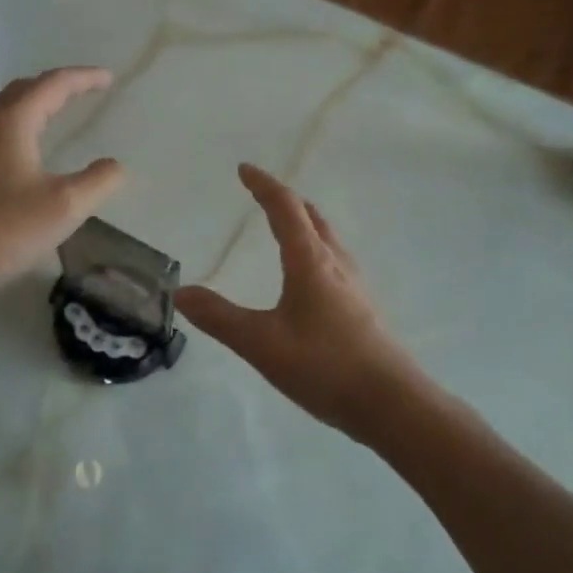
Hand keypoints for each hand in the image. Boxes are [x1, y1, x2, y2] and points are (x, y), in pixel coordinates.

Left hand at [0, 67, 124, 308]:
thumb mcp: (64, 206)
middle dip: (57, 85)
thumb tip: (115, 165)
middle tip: (85, 90)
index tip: (109, 79)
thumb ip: (98, 181)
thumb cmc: (3, 230)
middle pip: (24, 90)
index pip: (52, 85)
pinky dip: (23, 128)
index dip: (83, 78)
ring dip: (37, 105)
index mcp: (11, 124)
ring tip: (62, 113)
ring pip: (8, 112)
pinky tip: (32, 153)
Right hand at [176, 165, 424, 440]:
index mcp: (310, 261)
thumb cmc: (323, 366)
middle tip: (262, 193)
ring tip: (284, 226)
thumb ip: (219, 317)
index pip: (285, 208)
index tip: (244, 169)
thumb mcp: (261, 343)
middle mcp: (336, 263)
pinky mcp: (362, 307)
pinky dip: (315, 248)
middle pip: (312, 216)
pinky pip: (334, 261)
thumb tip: (181, 292)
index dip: (264, 185)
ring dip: (304, 222)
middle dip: (285, 199)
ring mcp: (354, 285)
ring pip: (327, 238)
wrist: (391, 403)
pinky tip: (309, 276)